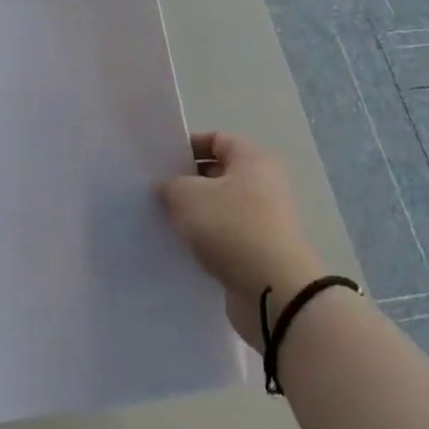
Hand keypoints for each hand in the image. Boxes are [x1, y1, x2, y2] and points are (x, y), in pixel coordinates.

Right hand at [159, 132, 322, 346]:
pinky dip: (207, 238)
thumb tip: (168, 187)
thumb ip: (171, 185)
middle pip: (220, 173)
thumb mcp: (187, 196)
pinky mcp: (261, 249)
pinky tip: (183, 247)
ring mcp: (266, 219)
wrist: (272, 288)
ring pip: (222, 207)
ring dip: (196, 213)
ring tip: (165, 221)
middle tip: (157, 193)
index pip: (217, 140)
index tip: (161, 162)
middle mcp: (265, 184)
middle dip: (188, 182)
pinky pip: (228, 235)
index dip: (188, 146)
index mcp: (253, 159)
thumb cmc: (230, 226)